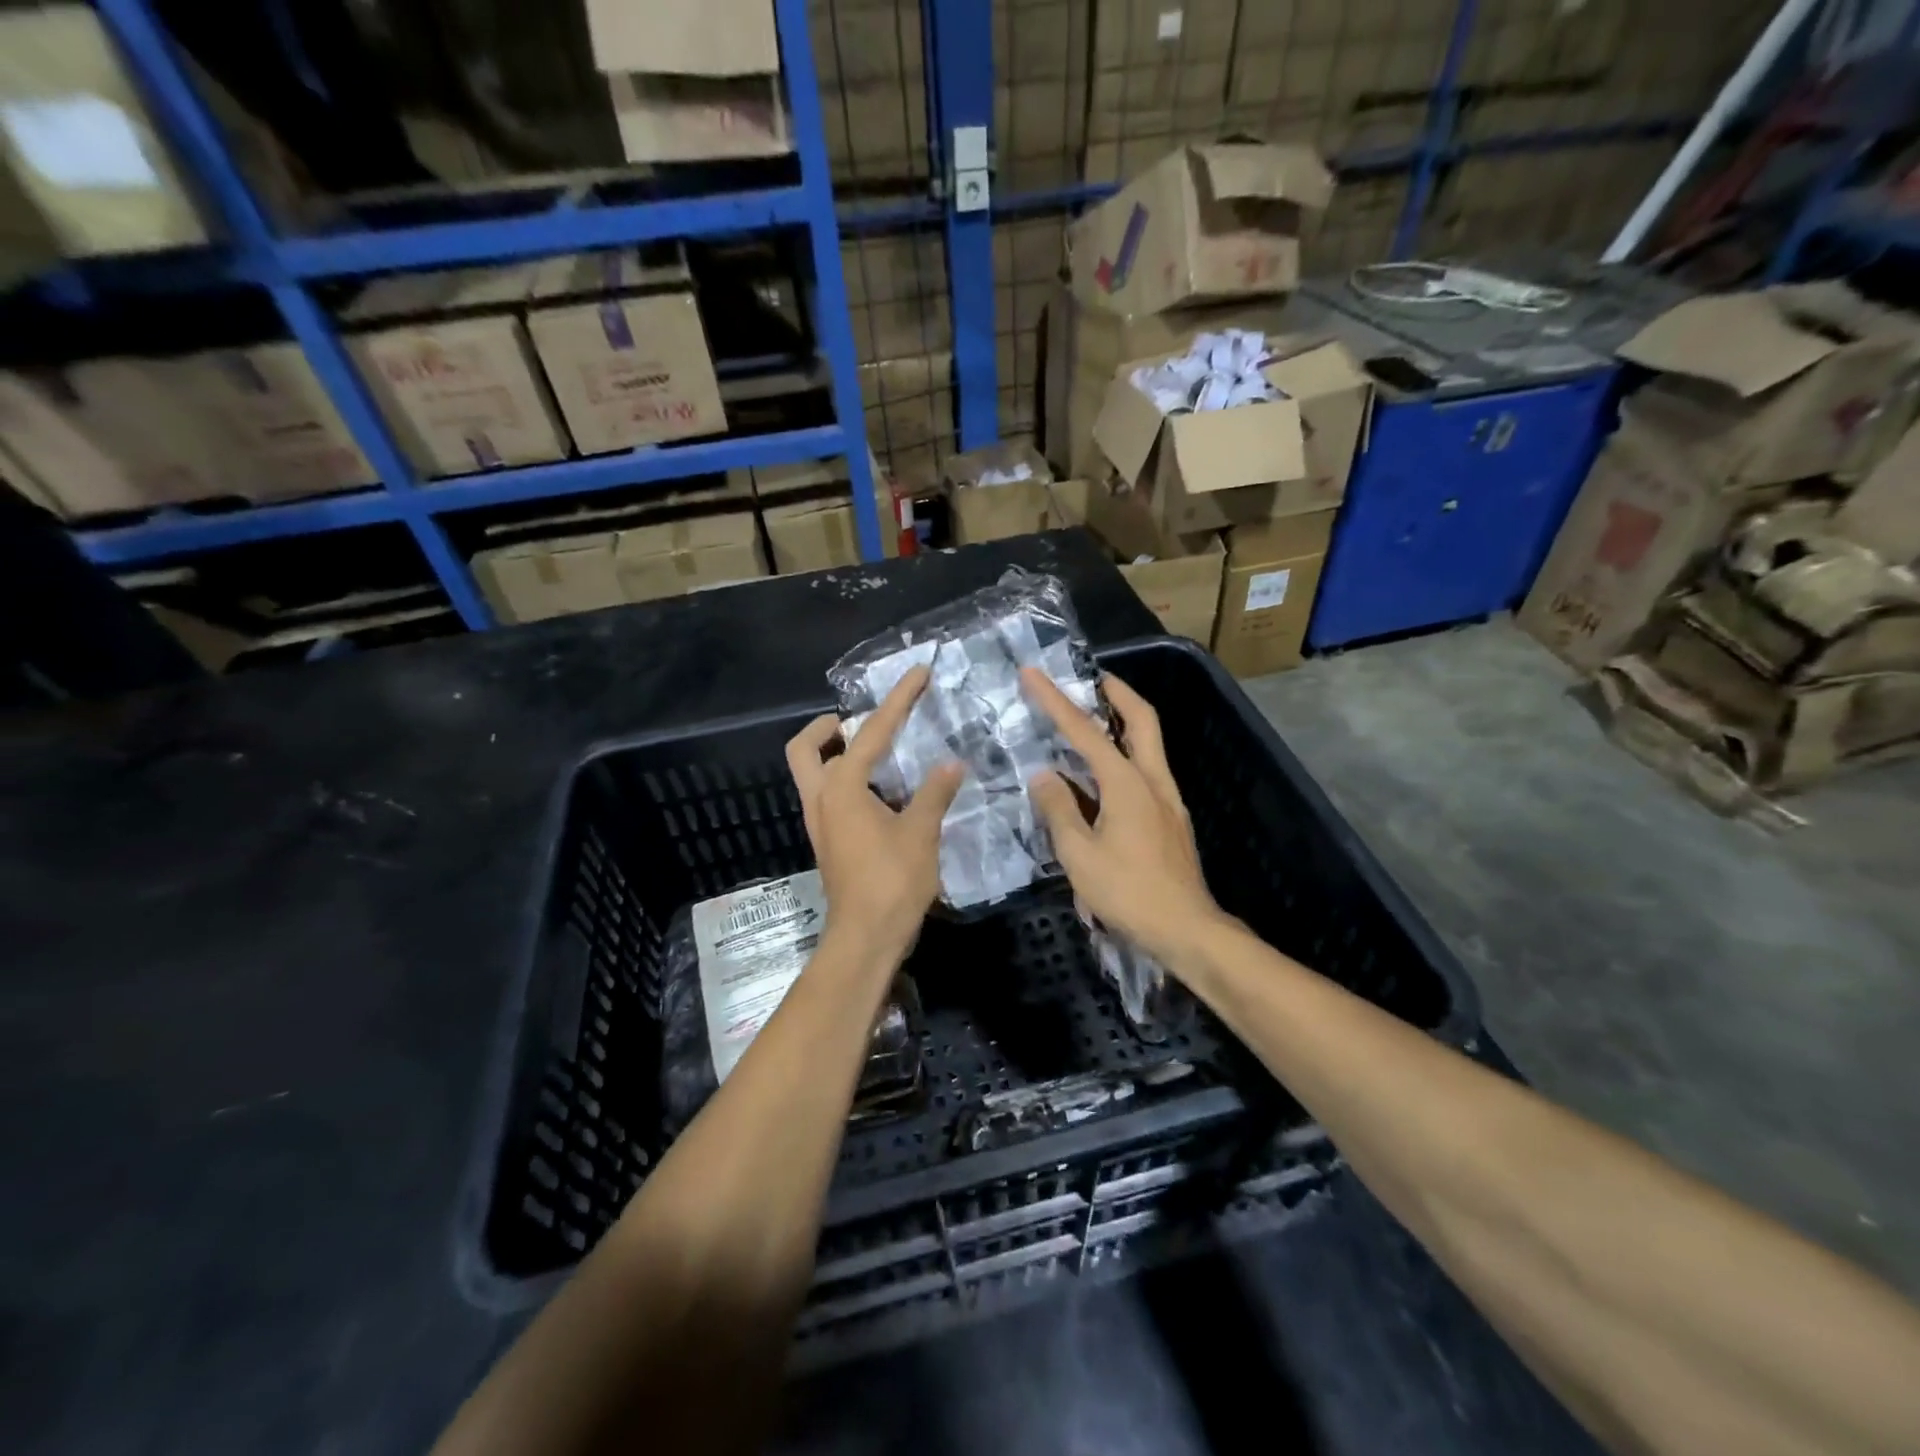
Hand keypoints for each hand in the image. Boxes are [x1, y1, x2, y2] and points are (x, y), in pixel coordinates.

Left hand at [786, 665, 964, 966]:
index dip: (898, 700)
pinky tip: (881, 789)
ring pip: (812, 774)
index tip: (918, 674)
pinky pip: (828, 796)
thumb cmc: (892, 882)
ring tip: (878, 750)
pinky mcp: (828, 842)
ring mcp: (820, 823)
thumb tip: (951, 763)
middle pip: (807, 749)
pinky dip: (846, 780)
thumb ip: (934, 792)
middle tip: (859, 721)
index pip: (871, 732)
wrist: (866, 938)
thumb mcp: (921, 833)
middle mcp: (821, 799)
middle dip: (827, 728)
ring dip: (835, 754)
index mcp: (842, 788)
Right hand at [1020, 667, 1227, 965]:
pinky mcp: (1171, 819)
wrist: (1186, 930)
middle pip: (1142, 720)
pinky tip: (1103, 776)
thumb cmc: (1128, 893)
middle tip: (1092, 678)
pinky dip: (1125, 756)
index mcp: (1127, 784)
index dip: (1055, 700)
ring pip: (1149, 744)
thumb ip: (1059, 810)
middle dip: (1117, 692)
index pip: (1085, 731)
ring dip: (1124, 722)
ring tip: (1093, 719)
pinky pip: (1146, 772)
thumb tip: (1044, 776)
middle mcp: (1153, 781)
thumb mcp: (1079, 855)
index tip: (1033, 674)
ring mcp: (1167, 800)